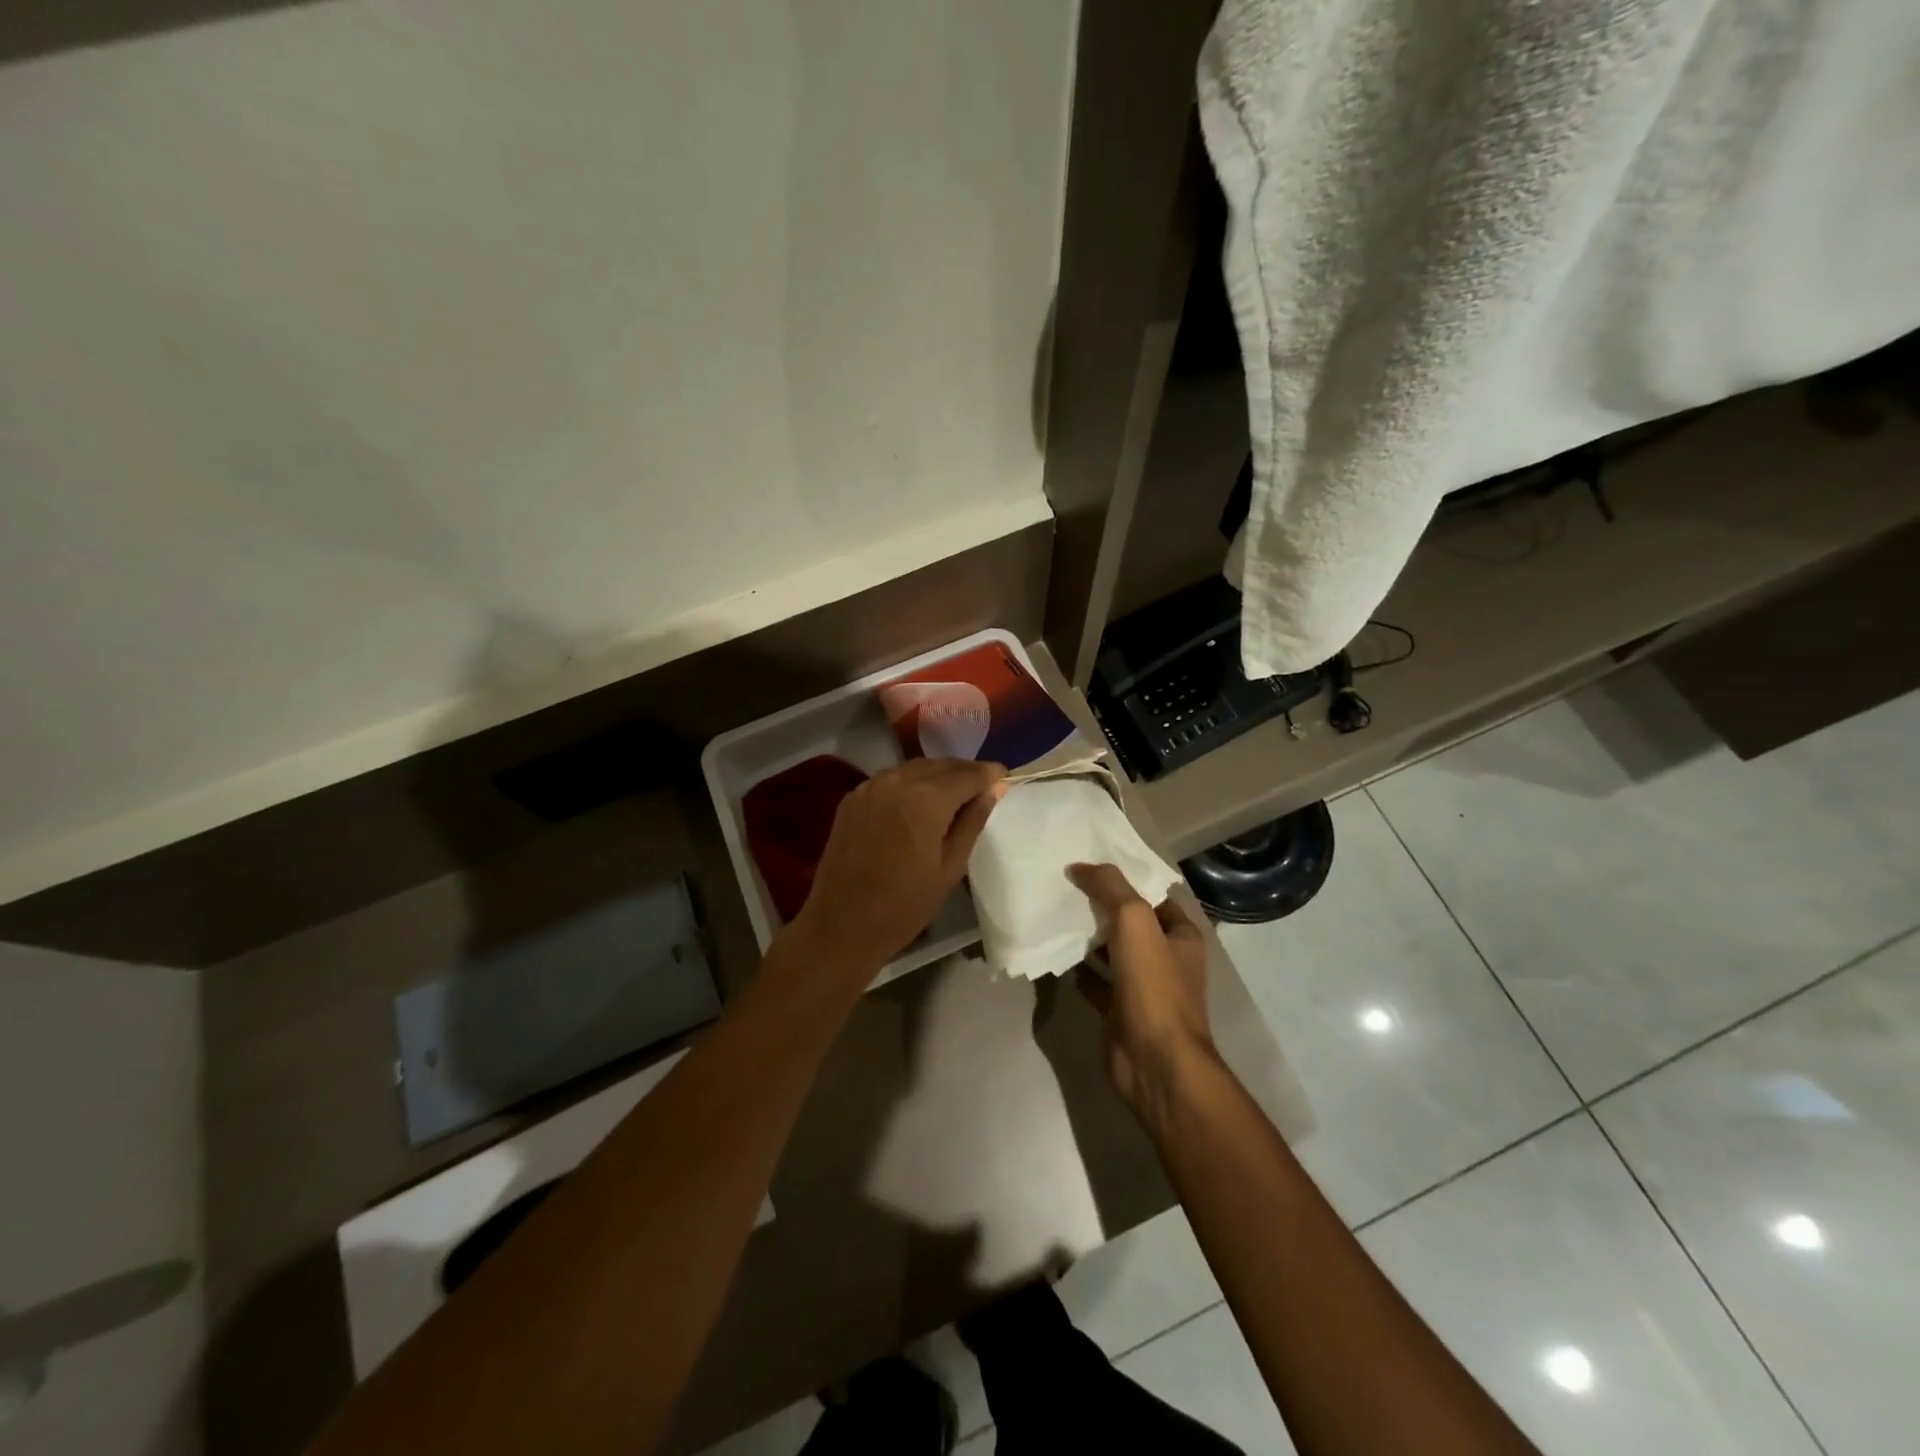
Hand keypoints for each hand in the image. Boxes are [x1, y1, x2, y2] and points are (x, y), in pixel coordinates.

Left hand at [790, 758, 1007, 977]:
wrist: (841, 925)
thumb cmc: (905, 904)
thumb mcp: (951, 866)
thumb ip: (973, 820)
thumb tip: (995, 787)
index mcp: (925, 799)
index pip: (967, 774)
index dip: (988, 774)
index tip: (1003, 777)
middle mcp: (896, 781)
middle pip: (940, 766)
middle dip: (964, 773)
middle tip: (982, 789)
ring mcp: (870, 786)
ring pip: (914, 768)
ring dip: (937, 776)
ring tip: (953, 796)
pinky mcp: (852, 797)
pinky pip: (890, 780)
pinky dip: (910, 784)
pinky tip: (918, 803)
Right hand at [1069, 863, 1219, 1124]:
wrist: (1155, 1061)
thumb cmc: (1153, 986)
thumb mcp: (1134, 921)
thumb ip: (1110, 887)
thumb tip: (1080, 867)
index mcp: (1182, 936)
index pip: (1152, 896)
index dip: (1124, 880)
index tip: (1089, 866)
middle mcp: (1167, 959)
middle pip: (1131, 923)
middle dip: (1102, 907)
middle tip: (1066, 886)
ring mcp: (1145, 988)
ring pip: (1114, 953)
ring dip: (1090, 938)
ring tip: (1058, 915)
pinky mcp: (1121, 1012)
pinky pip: (1098, 983)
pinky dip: (1081, 971)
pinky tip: (1060, 957)